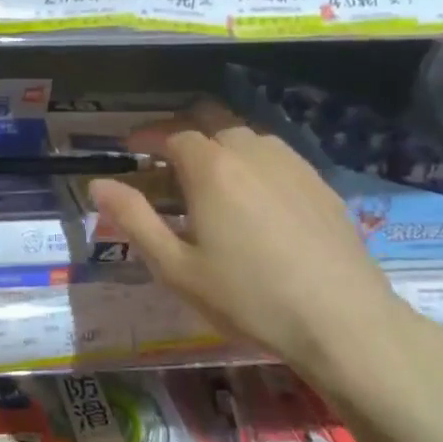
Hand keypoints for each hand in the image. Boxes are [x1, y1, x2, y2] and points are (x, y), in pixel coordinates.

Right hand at [86, 102, 432, 402]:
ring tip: (206, 177)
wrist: (343, 321)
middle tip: (163, 156)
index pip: (171, 133)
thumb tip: (98, 184)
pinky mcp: (319, 183)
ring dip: (217, 143)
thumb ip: (134, 219)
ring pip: (245, 135)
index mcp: (211, 167)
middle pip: (210, 119)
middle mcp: (251, 151)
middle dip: (181, 129)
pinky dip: (251, 161)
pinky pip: (275, 155)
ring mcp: (292, 164)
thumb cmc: (248, 297)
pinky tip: (252, 196)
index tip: (130, 147)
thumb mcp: (176, 268)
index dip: (146, 136)